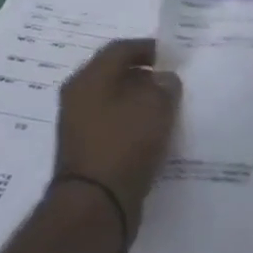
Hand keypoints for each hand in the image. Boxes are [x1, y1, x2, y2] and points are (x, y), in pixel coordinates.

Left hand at [54, 39, 180, 239]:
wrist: (96, 204)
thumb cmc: (125, 144)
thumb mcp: (156, 106)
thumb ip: (165, 85)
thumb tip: (164, 79)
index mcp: (88, 79)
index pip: (120, 49)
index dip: (149, 47)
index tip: (174, 55)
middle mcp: (78, 98)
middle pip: (115, 75)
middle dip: (146, 76)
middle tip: (174, 81)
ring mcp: (80, 127)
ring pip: (115, 101)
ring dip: (141, 101)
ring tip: (169, 108)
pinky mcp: (88, 151)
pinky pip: (115, 126)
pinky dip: (135, 124)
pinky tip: (156, 134)